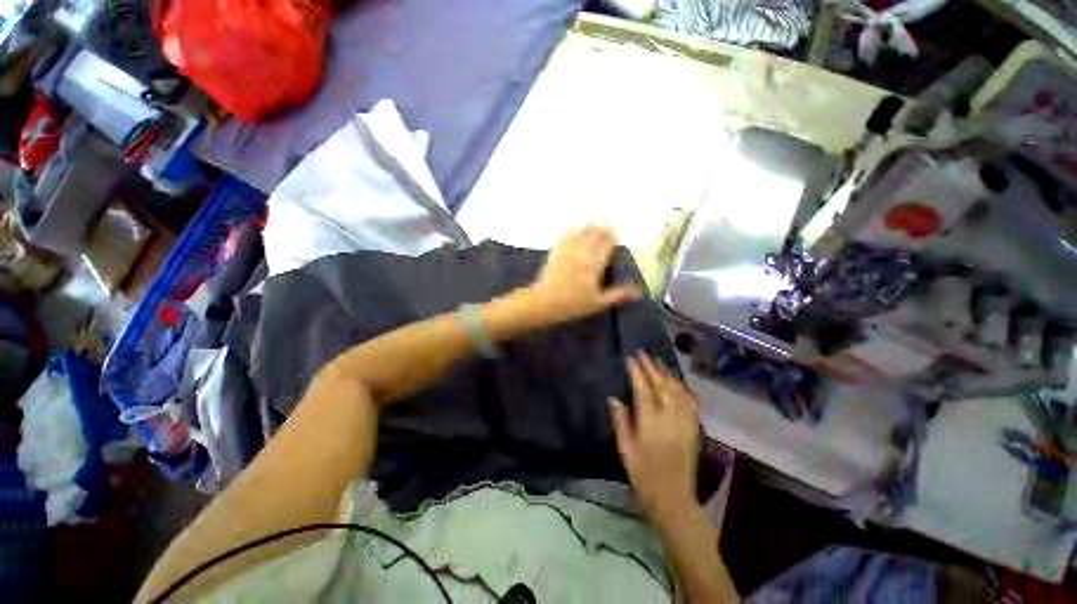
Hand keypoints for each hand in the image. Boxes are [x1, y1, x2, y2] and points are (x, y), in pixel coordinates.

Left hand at [528, 226, 641, 325]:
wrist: (545, 302)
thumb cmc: (573, 304)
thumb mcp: (598, 303)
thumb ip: (618, 295)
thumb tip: (638, 292)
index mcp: (594, 264)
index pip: (606, 243)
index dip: (612, 237)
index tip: (616, 235)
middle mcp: (581, 253)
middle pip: (593, 234)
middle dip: (602, 230)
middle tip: (607, 229)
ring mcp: (567, 251)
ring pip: (579, 232)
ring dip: (588, 227)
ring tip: (593, 226)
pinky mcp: (555, 252)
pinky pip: (564, 236)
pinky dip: (571, 231)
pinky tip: (573, 230)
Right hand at [610, 353, 700, 525]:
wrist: (673, 497)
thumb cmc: (643, 474)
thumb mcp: (625, 449)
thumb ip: (620, 421)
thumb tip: (613, 398)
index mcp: (650, 423)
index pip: (643, 389)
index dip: (637, 371)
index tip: (631, 358)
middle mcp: (669, 418)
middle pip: (661, 385)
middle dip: (651, 367)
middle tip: (643, 354)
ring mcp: (684, 422)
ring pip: (677, 391)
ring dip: (667, 374)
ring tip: (658, 362)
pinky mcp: (693, 429)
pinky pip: (690, 402)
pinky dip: (682, 388)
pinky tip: (677, 382)